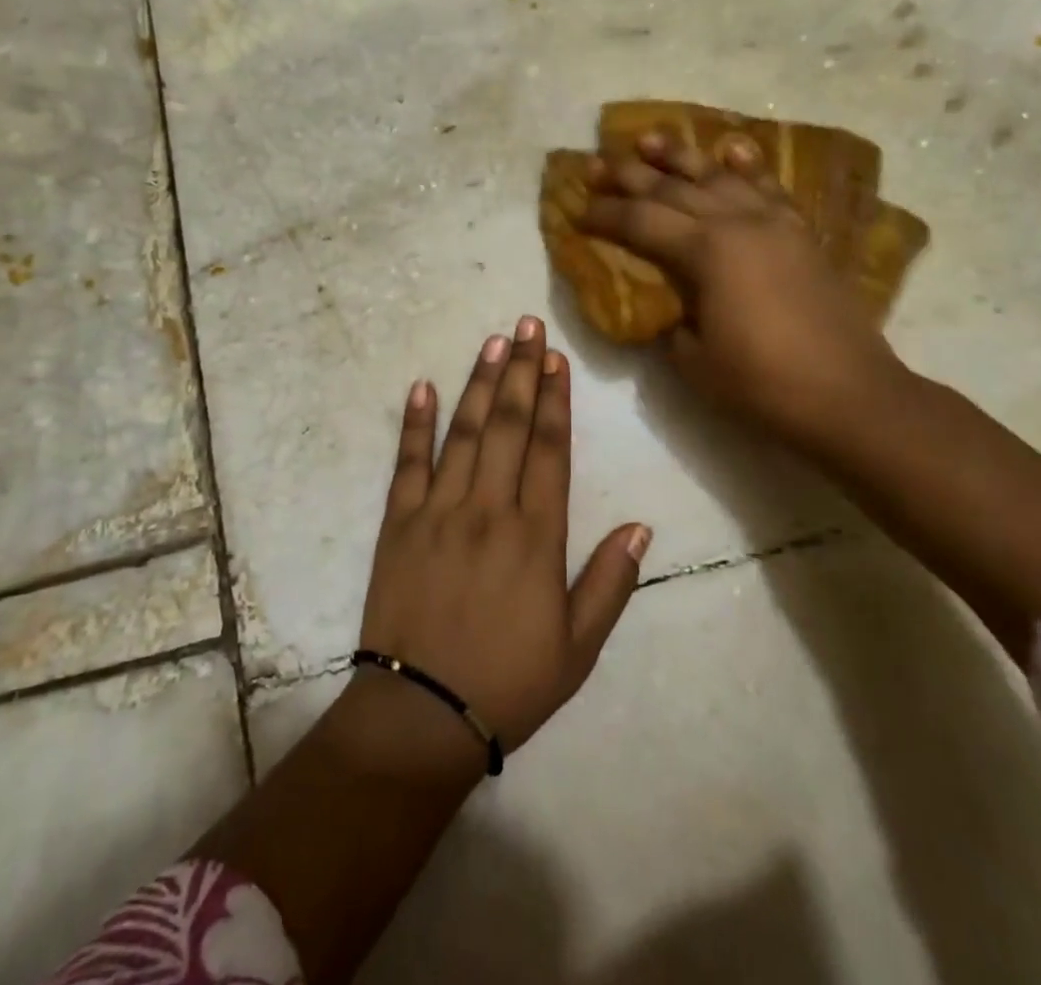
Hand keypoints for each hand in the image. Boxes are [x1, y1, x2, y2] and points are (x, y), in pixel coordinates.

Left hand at [353, 317, 651, 778]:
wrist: (421, 716)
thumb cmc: (508, 683)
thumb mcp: (578, 647)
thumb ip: (610, 582)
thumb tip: (641, 525)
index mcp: (535, 536)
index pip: (549, 450)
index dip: (555, 400)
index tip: (556, 358)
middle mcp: (488, 510)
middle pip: (507, 426)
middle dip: (520, 371)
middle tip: (526, 324)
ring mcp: (438, 511)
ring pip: (463, 433)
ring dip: (478, 383)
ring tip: (492, 342)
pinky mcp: (398, 523)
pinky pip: (407, 463)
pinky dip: (415, 423)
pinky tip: (422, 387)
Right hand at [578, 131, 905, 443]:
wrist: (850, 395)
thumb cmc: (763, 383)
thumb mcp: (694, 360)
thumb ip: (671, 321)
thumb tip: (668, 303)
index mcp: (707, 252)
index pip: (641, 222)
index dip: (605, 215)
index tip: (578, 209)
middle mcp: (738, 223)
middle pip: (673, 189)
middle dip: (629, 176)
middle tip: (596, 164)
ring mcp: (774, 223)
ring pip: (718, 176)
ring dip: (680, 156)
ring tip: (649, 138)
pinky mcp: (800, 234)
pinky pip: (768, 188)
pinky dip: (746, 166)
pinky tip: (731, 150)